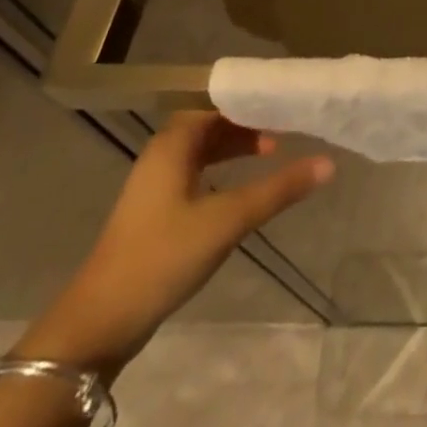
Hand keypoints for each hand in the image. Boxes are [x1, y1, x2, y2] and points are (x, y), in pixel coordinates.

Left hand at [16, 113, 331, 378]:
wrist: (98, 326)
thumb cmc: (162, 257)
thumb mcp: (228, 220)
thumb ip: (278, 189)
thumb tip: (329, 163)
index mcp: (173, 144)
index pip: (218, 102)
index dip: (252, 100)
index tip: (285, 101)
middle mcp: (161, 155)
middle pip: (211, 123)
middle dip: (248, 123)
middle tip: (285, 128)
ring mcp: (153, 185)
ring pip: (202, 150)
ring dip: (234, 148)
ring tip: (270, 156)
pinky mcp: (152, 213)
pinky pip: (194, 173)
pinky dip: (220, 171)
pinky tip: (238, 191)